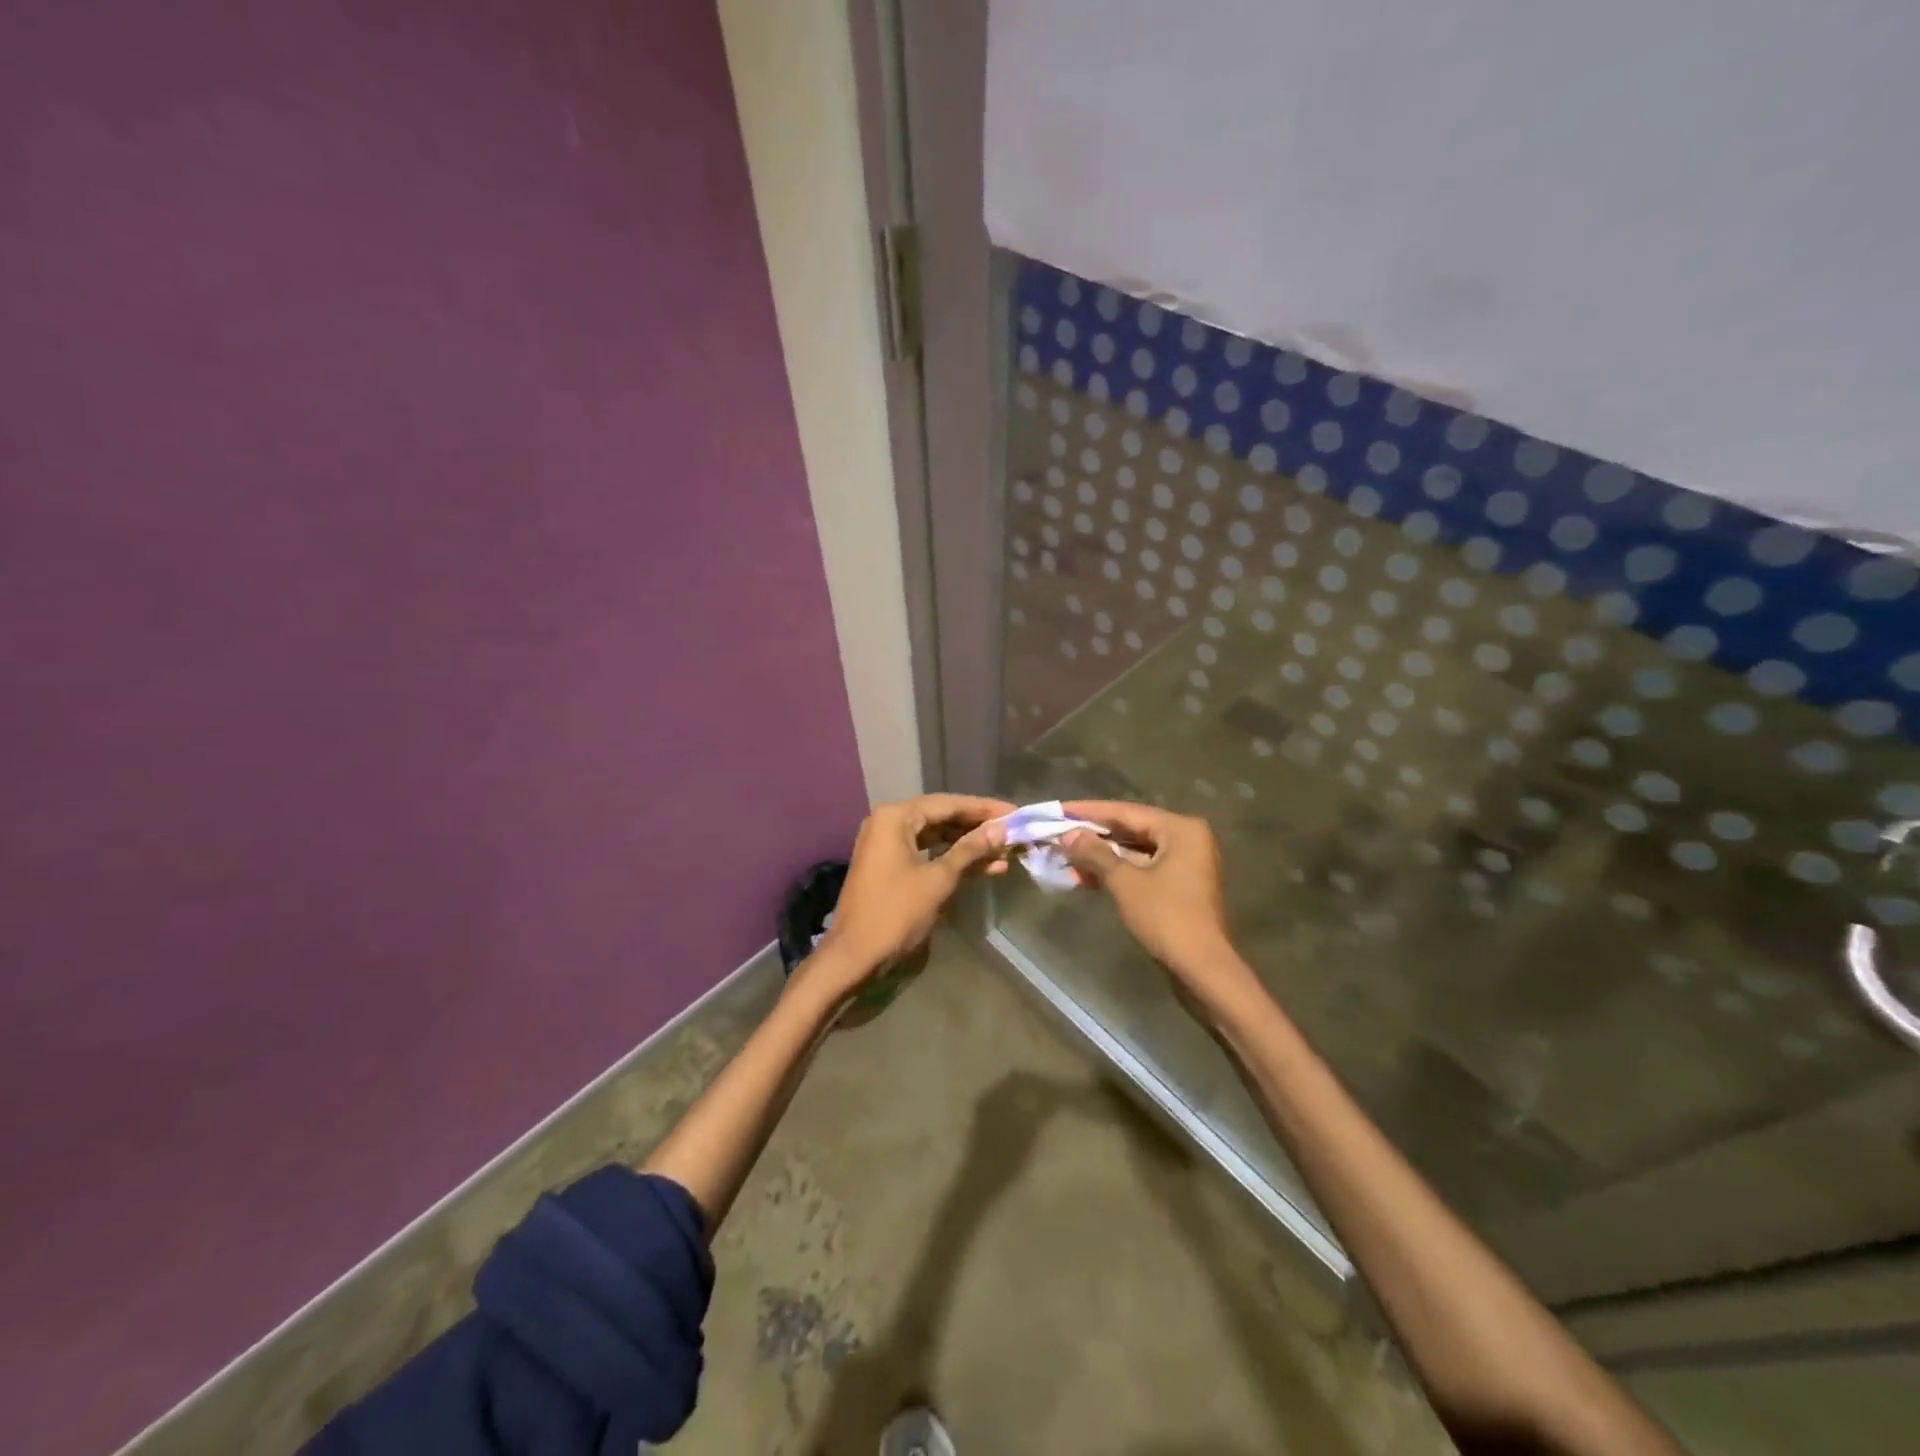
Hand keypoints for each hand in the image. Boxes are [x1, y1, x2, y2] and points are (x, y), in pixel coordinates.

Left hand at [812, 794, 1014, 988]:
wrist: (855, 957)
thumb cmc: (896, 913)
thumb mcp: (938, 880)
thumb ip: (970, 850)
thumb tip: (1001, 830)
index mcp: (896, 817)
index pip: (949, 804)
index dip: (985, 809)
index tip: (1016, 813)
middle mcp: (889, 823)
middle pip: (943, 817)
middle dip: (978, 827)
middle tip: (1015, 832)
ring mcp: (888, 846)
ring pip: (937, 838)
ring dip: (969, 846)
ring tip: (1006, 853)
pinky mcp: (891, 867)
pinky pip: (928, 855)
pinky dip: (953, 860)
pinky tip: (985, 868)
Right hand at [1058, 801, 1244, 989]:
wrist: (1202, 967)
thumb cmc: (1166, 917)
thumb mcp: (1125, 882)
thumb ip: (1095, 853)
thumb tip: (1068, 835)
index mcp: (1180, 828)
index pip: (1126, 811)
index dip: (1089, 811)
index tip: (1059, 809)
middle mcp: (1187, 838)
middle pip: (1131, 829)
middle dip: (1094, 836)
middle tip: (1059, 833)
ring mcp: (1186, 863)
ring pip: (1135, 851)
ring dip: (1102, 857)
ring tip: (1066, 859)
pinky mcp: (1180, 885)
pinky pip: (1143, 868)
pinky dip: (1117, 872)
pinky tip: (1087, 878)